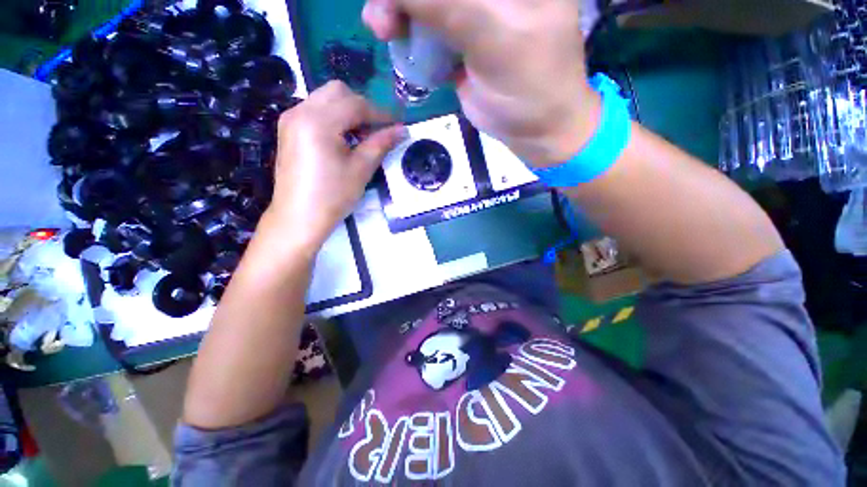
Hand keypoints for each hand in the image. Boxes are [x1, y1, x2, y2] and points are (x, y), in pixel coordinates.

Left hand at [260, 81, 404, 253]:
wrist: (299, 218)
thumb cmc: (333, 196)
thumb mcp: (361, 170)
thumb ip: (381, 144)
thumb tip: (402, 130)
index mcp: (318, 121)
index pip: (356, 104)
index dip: (381, 112)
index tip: (399, 122)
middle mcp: (300, 111)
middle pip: (338, 92)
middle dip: (363, 106)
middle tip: (378, 129)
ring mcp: (291, 119)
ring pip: (325, 99)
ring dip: (348, 111)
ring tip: (362, 136)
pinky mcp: (288, 129)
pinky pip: (315, 111)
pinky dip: (334, 117)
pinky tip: (343, 139)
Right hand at [363, 0, 600, 165]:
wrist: (534, 130)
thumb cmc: (530, 87)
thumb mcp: (494, 38)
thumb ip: (448, 6)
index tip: (396, 3)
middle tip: (383, 20)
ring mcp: (476, 11)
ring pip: (428, 2)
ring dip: (400, 10)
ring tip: (384, 29)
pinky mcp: (462, 39)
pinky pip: (428, 25)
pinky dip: (409, 32)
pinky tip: (396, 38)